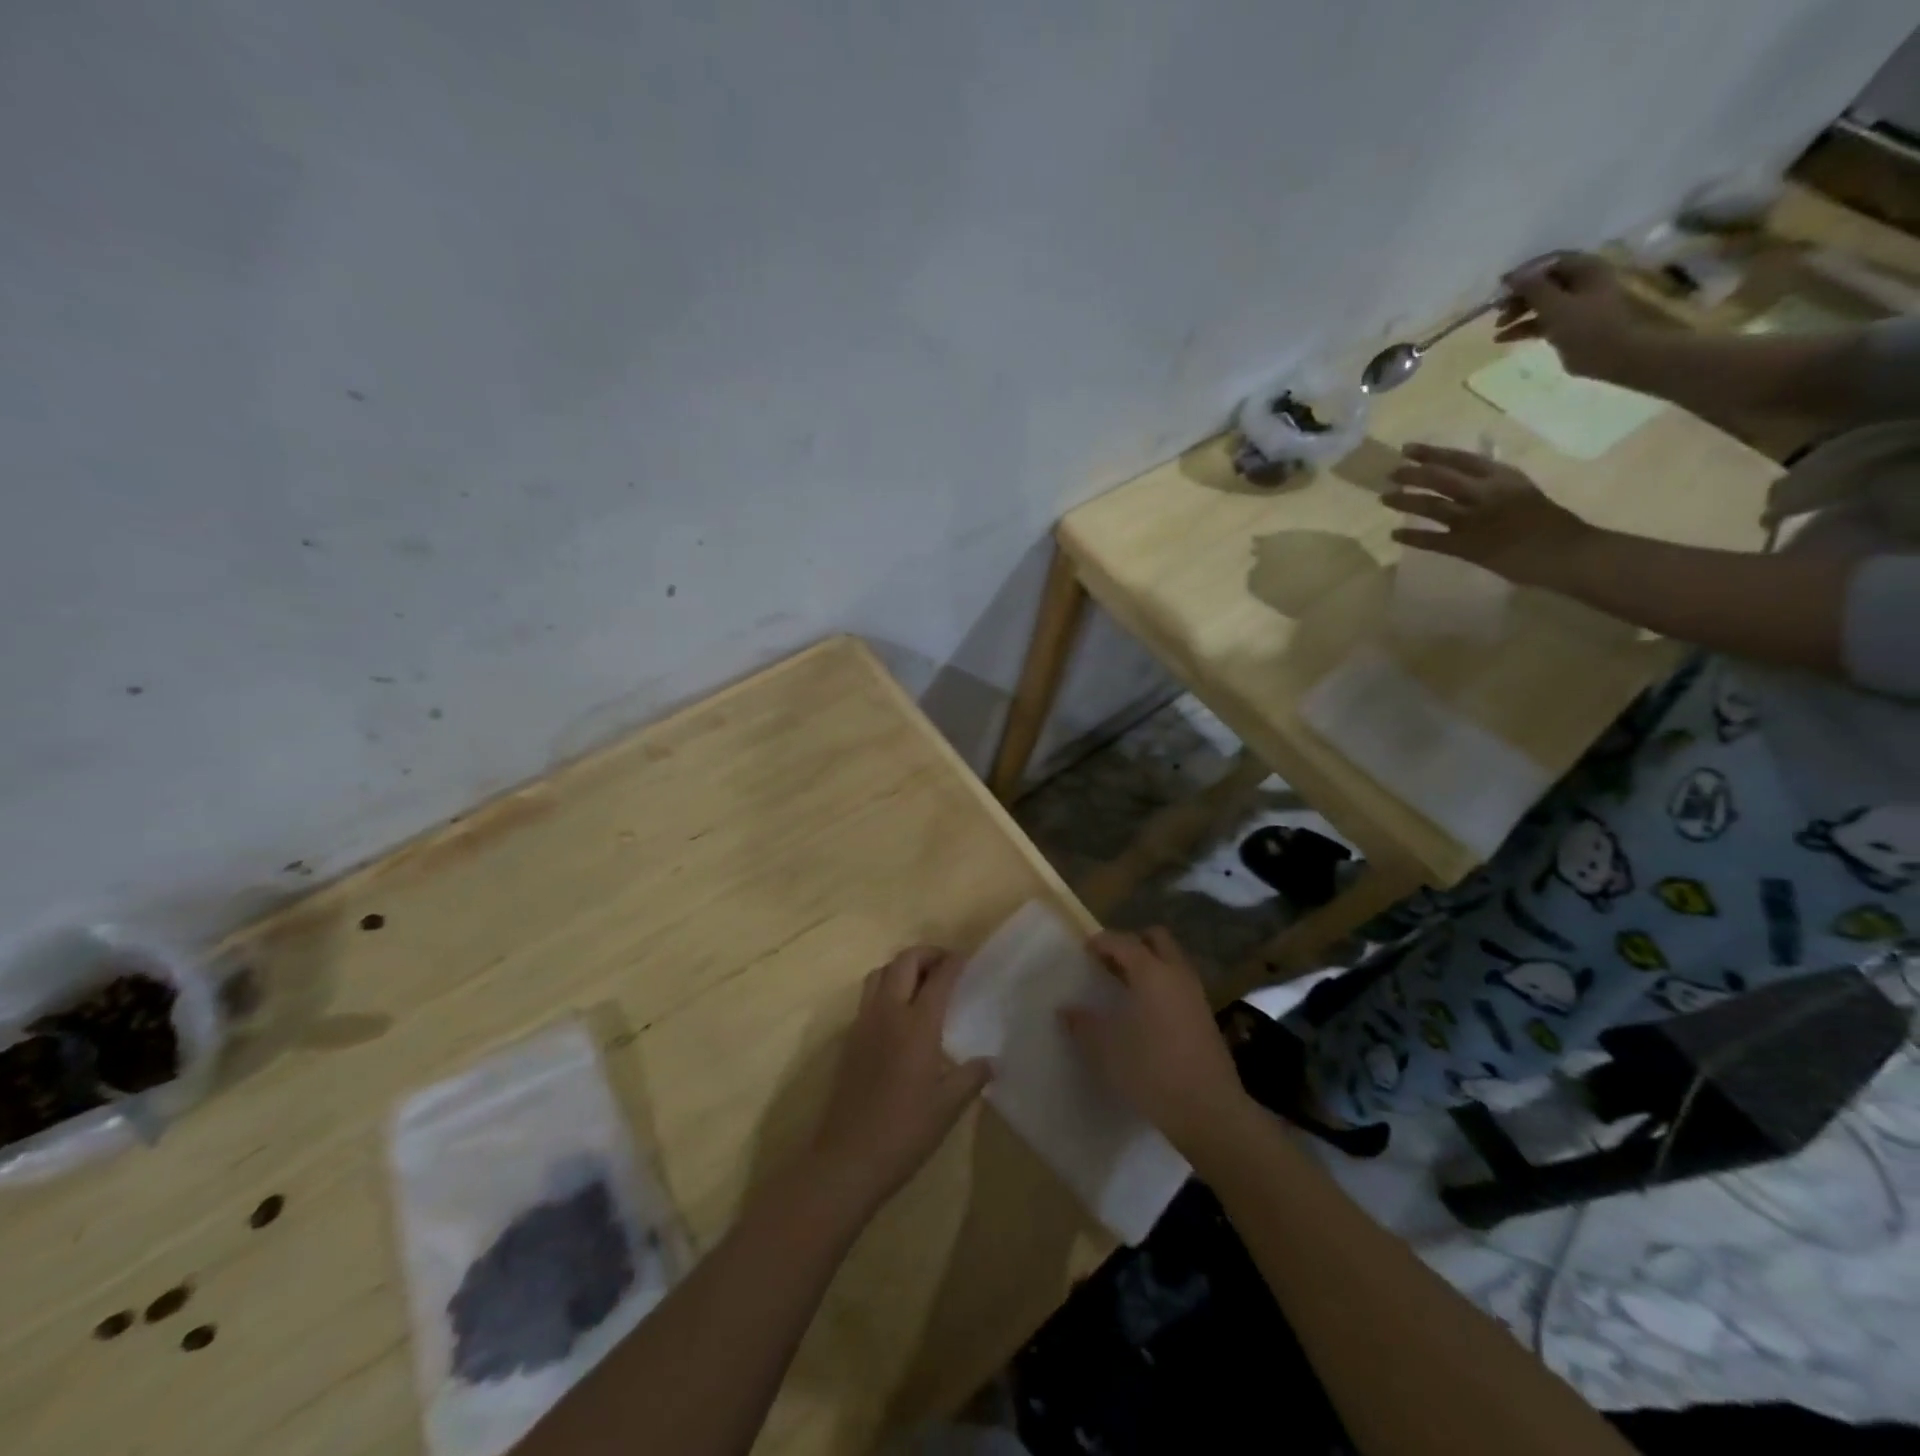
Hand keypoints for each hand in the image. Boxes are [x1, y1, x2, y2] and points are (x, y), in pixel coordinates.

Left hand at [809, 947, 991, 1213]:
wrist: (848, 1158)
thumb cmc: (905, 1131)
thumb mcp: (948, 1106)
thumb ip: (971, 1077)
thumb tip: (991, 1062)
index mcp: (917, 1025)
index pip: (938, 978)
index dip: (954, 963)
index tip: (966, 958)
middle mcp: (888, 1013)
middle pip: (904, 962)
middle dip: (926, 954)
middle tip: (945, 964)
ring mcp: (864, 1023)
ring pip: (879, 973)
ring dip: (901, 967)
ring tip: (921, 982)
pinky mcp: (849, 1039)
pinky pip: (867, 996)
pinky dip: (885, 987)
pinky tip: (899, 1013)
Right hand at [1060, 928, 1246, 1154]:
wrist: (1208, 1110)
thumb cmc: (1151, 1070)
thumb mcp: (1106, 1049)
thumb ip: (1083, 1024)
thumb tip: (1067, 1010)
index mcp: (1151, 972)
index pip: (1123, 941)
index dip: (1101, 942)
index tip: (1084, 950)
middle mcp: (1176, 974)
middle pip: (1156, 938)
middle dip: (1132, 943)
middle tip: (1109, 962)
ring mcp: (1195, 994)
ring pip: (1171, 960)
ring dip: (1149, 964)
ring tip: (1124, 986)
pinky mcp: (1205, 1016)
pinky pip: (1179, 983)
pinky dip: (1161, 984)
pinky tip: (1145, 1011)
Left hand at [1387, 445, 1594, 586]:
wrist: (1567, 551)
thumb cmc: (1547, 521)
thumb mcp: (1521, 490)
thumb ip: (1494, 482)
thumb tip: (1465, 473)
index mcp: (1502, 476)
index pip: (1460, 458)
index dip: (1431, 453)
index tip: (1407, 449)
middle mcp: (1485, 493)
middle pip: (1440, 478)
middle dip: (1412, 474)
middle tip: (1390, 474)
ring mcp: (1474, 520)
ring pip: (1431, 506)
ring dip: (1405, 501)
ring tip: (1385, 498)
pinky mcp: (1467, 546)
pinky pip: (1431, 540)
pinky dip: (1411, 536)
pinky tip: (1394, 534)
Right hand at [1496, 253, 1642, 381]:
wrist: (1612, 354)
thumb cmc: (1587, 326)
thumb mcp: (1556, 305)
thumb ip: (1533, 289)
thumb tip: (1511, 277)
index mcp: (1585, 269)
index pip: (1550, 263)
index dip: (1525, 273)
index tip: (1500, 287)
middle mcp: (1580, 283)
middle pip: (1543, 284)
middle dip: (1519, 296)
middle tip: (1496, 310)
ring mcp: (1574, 306)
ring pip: (1540, 304)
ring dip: (1518, 313)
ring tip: (1497, 327)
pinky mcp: (1567, 326)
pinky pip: (1541, 322)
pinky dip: (1523, 328)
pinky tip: (1503, 339)